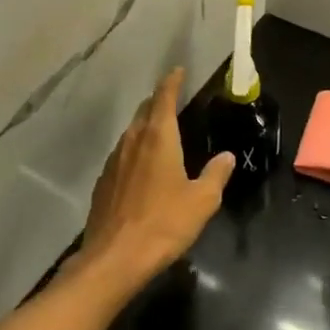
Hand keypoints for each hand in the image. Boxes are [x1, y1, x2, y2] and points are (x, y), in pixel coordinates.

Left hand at [76, 68, 233, 288]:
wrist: (113, 259)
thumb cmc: (163, 223)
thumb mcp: (201, 201)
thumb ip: (215, 175)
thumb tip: (226, 156)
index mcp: (158, 137)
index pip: (164, 97)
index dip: (172, 82)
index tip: (178, 71)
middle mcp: (133, 141)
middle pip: (144, 111)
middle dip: (158, 101)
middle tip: (172, 98)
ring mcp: (114, 161)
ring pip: (131, 132)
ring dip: (145, 125)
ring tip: (159, 131)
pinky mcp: (103, 182)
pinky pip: (122, 155)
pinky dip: (134, 150)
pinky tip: (141, 167)